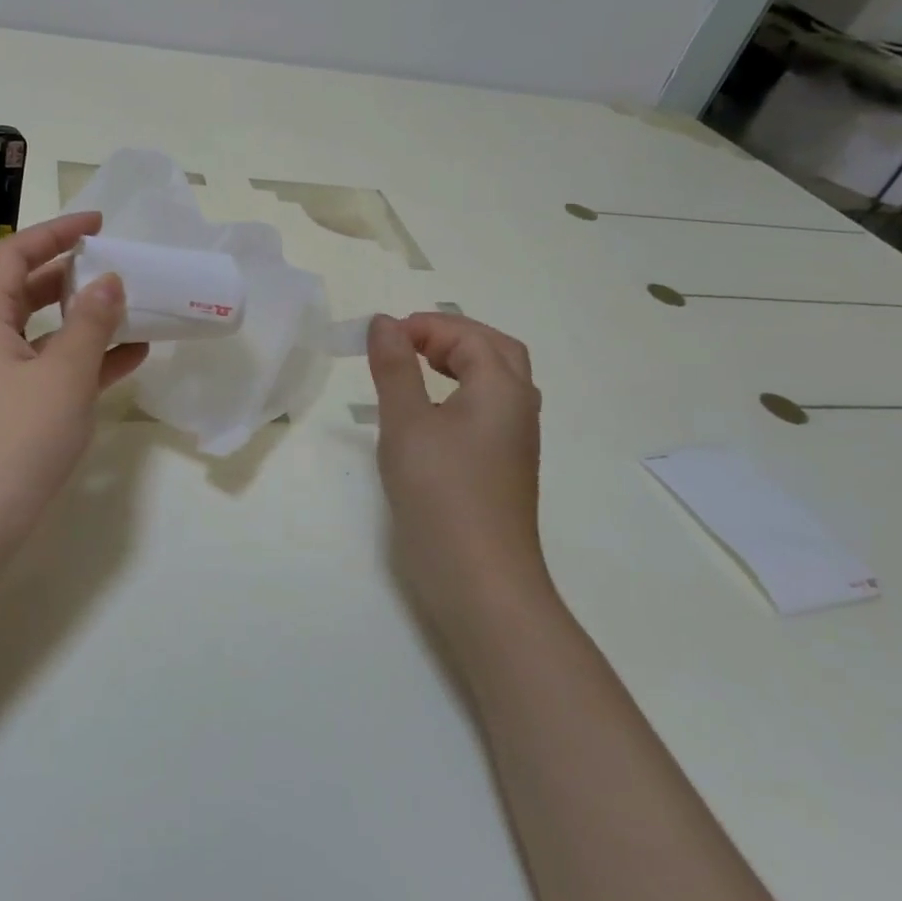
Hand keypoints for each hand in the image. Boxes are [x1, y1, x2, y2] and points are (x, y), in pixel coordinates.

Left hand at [0, 212, 148, 554]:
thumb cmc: (19, 439)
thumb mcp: (64, 374)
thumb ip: (91, 322)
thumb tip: (108, 281)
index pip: (14, 254)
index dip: (55, 232)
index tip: (98, 223)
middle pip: (24, 289)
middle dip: (70, 273)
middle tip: (114, 264)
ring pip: (39, 330)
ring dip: (81, 318)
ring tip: (128, 308)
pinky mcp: (5, 406)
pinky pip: (44, 366)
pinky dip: (80, 358)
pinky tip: (127, 359)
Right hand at [367, 312, 549, 641]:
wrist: (479, 578)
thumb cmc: (440, 491)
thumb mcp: (406, 422)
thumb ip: (394, 367)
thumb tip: (383, 322)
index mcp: (502, 388)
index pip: (468, 336)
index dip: (426, 327)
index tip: (382, 338)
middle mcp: (518, 407)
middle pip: (495, 351)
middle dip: (452, 336)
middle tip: (408, 342)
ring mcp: (516, 440)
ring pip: (497, 381)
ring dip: (461, 362)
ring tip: (418, 366)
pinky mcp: (504, 467)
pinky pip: (490, 410)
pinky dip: (462, 392)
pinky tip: (432, 414)